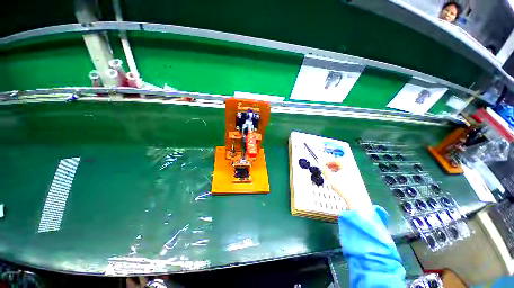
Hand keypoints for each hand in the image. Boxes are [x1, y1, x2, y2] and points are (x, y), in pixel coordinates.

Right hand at [323, 160, 372, 211]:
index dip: (329, 162)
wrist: (354, 198)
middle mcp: (351, 169)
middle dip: (332, 166)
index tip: (324, 164)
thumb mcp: (330, 177)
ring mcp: (354, 175)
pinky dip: (340, 175)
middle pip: (340, 164)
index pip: (337, 160)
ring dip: (335, 171)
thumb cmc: (343, 187)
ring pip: (343, 170)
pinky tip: (336, 181)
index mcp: (346, 166)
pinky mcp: (355, 182)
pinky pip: (346, 175)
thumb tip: (322, 166)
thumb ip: (325, 170)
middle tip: (326, 169)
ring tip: (330, 175)